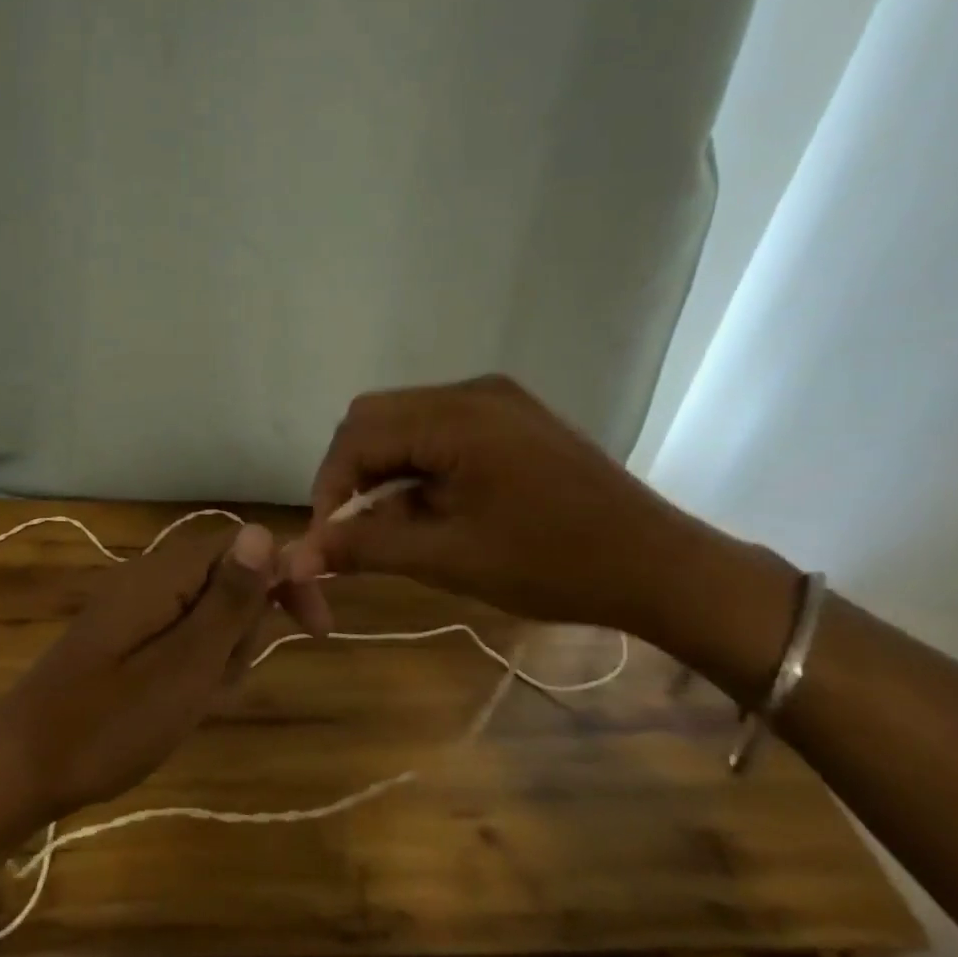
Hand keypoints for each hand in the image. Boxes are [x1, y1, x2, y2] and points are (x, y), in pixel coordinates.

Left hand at [0, 522, 278, 823]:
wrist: (22, 769)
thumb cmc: (111, 722)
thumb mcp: (187, 664)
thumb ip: (229, 598)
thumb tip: (264, 532)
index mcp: (164, 575)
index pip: (245, 546)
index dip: (286, 578)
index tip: (316, 629)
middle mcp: (149, 580)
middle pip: (229, 583)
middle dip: (244, 633)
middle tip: (221, 682)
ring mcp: (133, 611)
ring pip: (208, 619)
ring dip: (220, 659)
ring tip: (195, 703)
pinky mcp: (124, 641)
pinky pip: (180, 642)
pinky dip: (193, 673)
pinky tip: (178, 708)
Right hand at [286, 375, 704, 631]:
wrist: (658, 565)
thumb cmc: (554, 564)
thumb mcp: (449, 558)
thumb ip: (366, 547)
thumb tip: (299, 556)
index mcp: (456, 416)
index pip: (357, 434)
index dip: (329, 487)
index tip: (327, 540)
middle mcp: (472, 391)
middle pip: (375, 418)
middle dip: (353, 474)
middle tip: (355, 530)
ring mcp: (496, 400)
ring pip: (405, 423)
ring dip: (386, 471)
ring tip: (396, 527)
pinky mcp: (512, 418)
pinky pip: (440, 430)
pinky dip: (419, 467)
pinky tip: (433, 508)